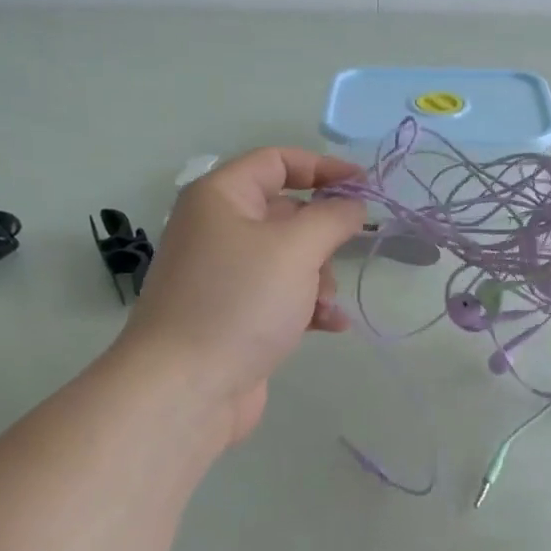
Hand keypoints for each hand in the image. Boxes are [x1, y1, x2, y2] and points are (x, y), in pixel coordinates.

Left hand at [120, 148, 366, 446]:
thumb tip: (353, 205)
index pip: (277, 161)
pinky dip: (308, 306)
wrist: (185, 389)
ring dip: (319, 278)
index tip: (365, 186)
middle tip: (343, 256)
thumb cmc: (240, 301)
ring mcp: (225, 275)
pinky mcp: (234, 314)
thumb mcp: (297, 248)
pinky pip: (282, 295)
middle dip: (323, 236)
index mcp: (221, 197)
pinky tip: (330, 325)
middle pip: (287, 213)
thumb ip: (333, 217)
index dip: (323, 168)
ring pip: (290, 258)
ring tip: (325, 305)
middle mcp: (218, 229)